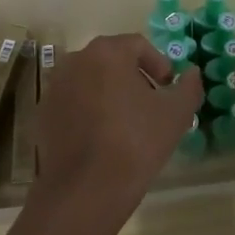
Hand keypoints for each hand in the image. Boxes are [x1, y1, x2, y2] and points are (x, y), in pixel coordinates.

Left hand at [30, 34, 202, 234]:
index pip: (138, 45)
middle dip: (134, 78)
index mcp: (107, 52)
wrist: (86, 189)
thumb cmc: (136, 142)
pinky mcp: (43, 114)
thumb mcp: (176, 114)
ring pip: (90, 81)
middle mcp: (75, 60)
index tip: (168, 89)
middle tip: (150, 105)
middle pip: (111, 60)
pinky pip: (73, 104)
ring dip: (109, 94)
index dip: (159, 64)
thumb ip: (189, 87)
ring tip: (126, 124)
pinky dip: (88, 112)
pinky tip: (101, 139)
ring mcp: (54, 87)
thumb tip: (192, 73)